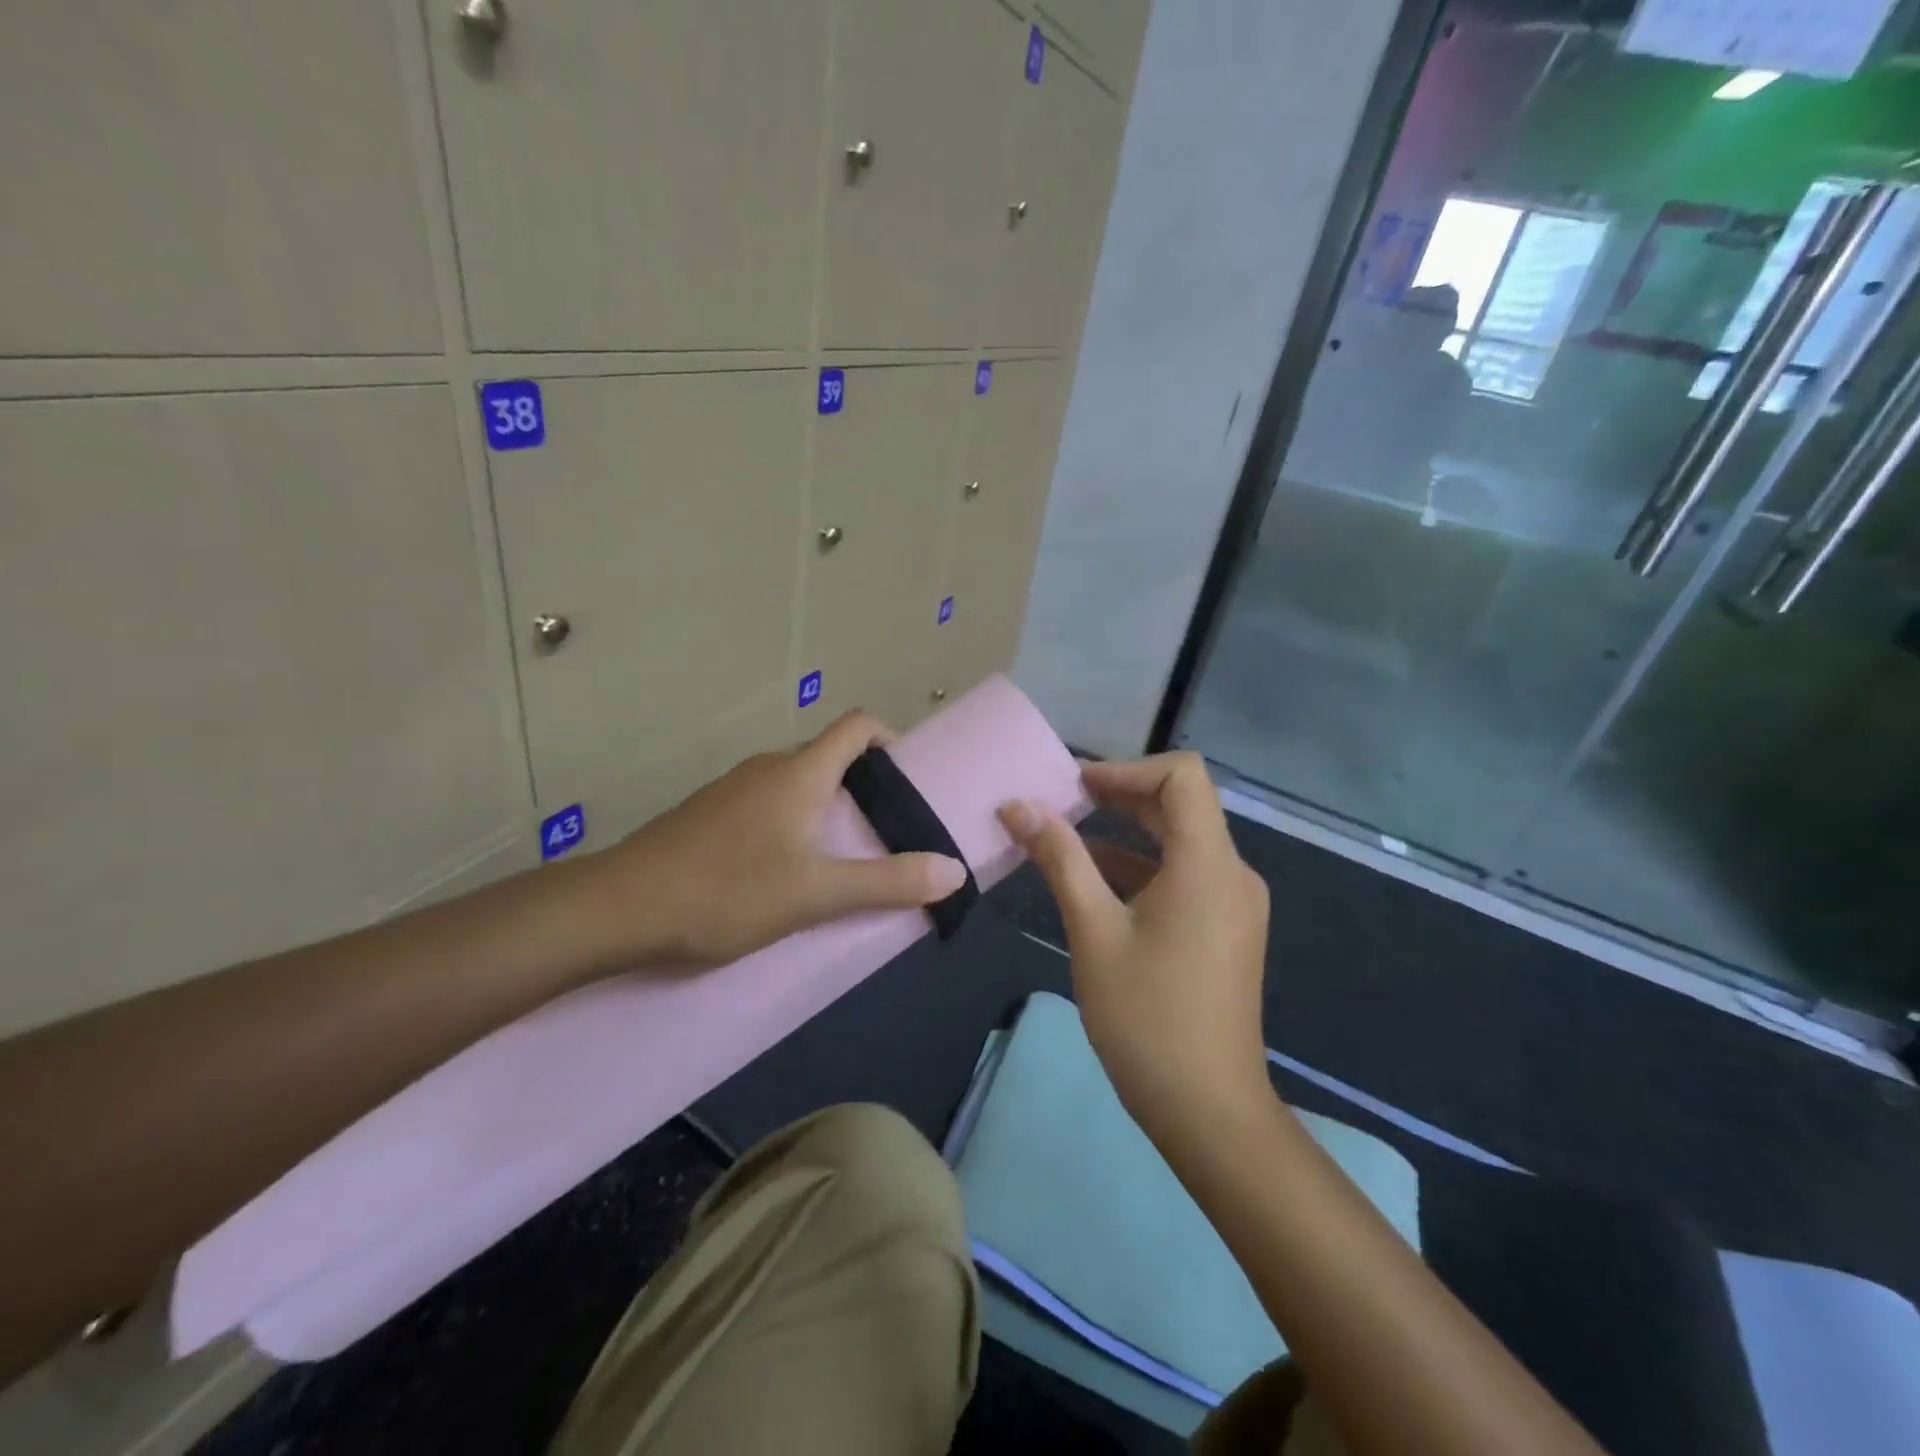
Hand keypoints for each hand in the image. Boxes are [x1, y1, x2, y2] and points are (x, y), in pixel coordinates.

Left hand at [596, 711, 967, 967]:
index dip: (890, 739)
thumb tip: (953, 870)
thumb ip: (887, 882)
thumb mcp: (815, 893)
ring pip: (796, 783)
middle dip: (865, 785)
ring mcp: (732, 790)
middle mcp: (767, 768)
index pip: (856, 726)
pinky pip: (766, 804)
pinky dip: (791, 822)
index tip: (910, 778)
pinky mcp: (708, 815)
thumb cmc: (726, 891)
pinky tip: (785, 870)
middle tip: (887, 831)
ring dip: (826, 807)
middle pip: (829, 756)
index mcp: (799, 772)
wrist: (617, 909)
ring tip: (842, 856)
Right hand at [999, 753, 1270, 1136]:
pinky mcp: (1226, 928)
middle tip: (1063, 800)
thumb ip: (1059, 858)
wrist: (1207, 1108)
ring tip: (1069, 833)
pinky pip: (1186, 874)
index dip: (1127, 769)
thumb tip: (1017, 805)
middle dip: (1121, 794)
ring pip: (1182, 840)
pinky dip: (1143, 865)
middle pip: (1181, 805)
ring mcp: (1234, 902)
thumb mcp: (1092, 930)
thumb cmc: (1146, 1016)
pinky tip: (1097, 879)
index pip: (1183, 776)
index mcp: (1208, 864)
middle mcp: (1232, 872)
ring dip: (1129, 829)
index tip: (1076, 785)